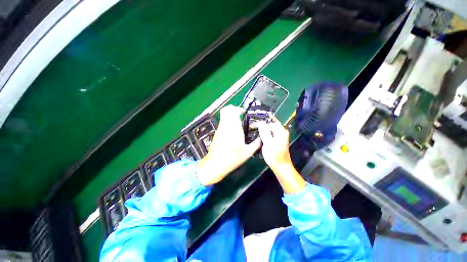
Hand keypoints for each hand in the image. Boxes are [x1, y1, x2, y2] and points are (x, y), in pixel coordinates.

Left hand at [196, 105, 260, 185]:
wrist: (216, 164)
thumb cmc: (233, 158)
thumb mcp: (248, 153)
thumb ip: (256, 144)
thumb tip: (262, 139)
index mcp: (235, 128)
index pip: (234, 112)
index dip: (239, 109)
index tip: (244, 112)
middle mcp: (226, 125)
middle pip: (226, 110)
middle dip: (233, 109)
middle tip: (240, 114)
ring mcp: (220, 128)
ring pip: (223, 115)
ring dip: (230, 115)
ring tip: (237, 121)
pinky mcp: (217, 132)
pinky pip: (222, 121)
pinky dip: (227, 121)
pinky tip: (232, 129)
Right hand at [257, 119, 305, 193]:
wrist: (281, 167)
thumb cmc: (274, 156)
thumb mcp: (268, 144)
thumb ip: (265, 132)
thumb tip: (260, 123)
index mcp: (281, 131)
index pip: (269, 122)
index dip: (260, 123)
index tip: (252, 126)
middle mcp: (282, 131)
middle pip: (271, 122)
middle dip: (262, 123)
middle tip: (252, 125)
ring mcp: (280, 135)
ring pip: (270, 127)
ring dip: (262, 127)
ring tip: (254, 128)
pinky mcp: (277, 139)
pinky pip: (270, 132)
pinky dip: (264, 131)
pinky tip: (259, 134)